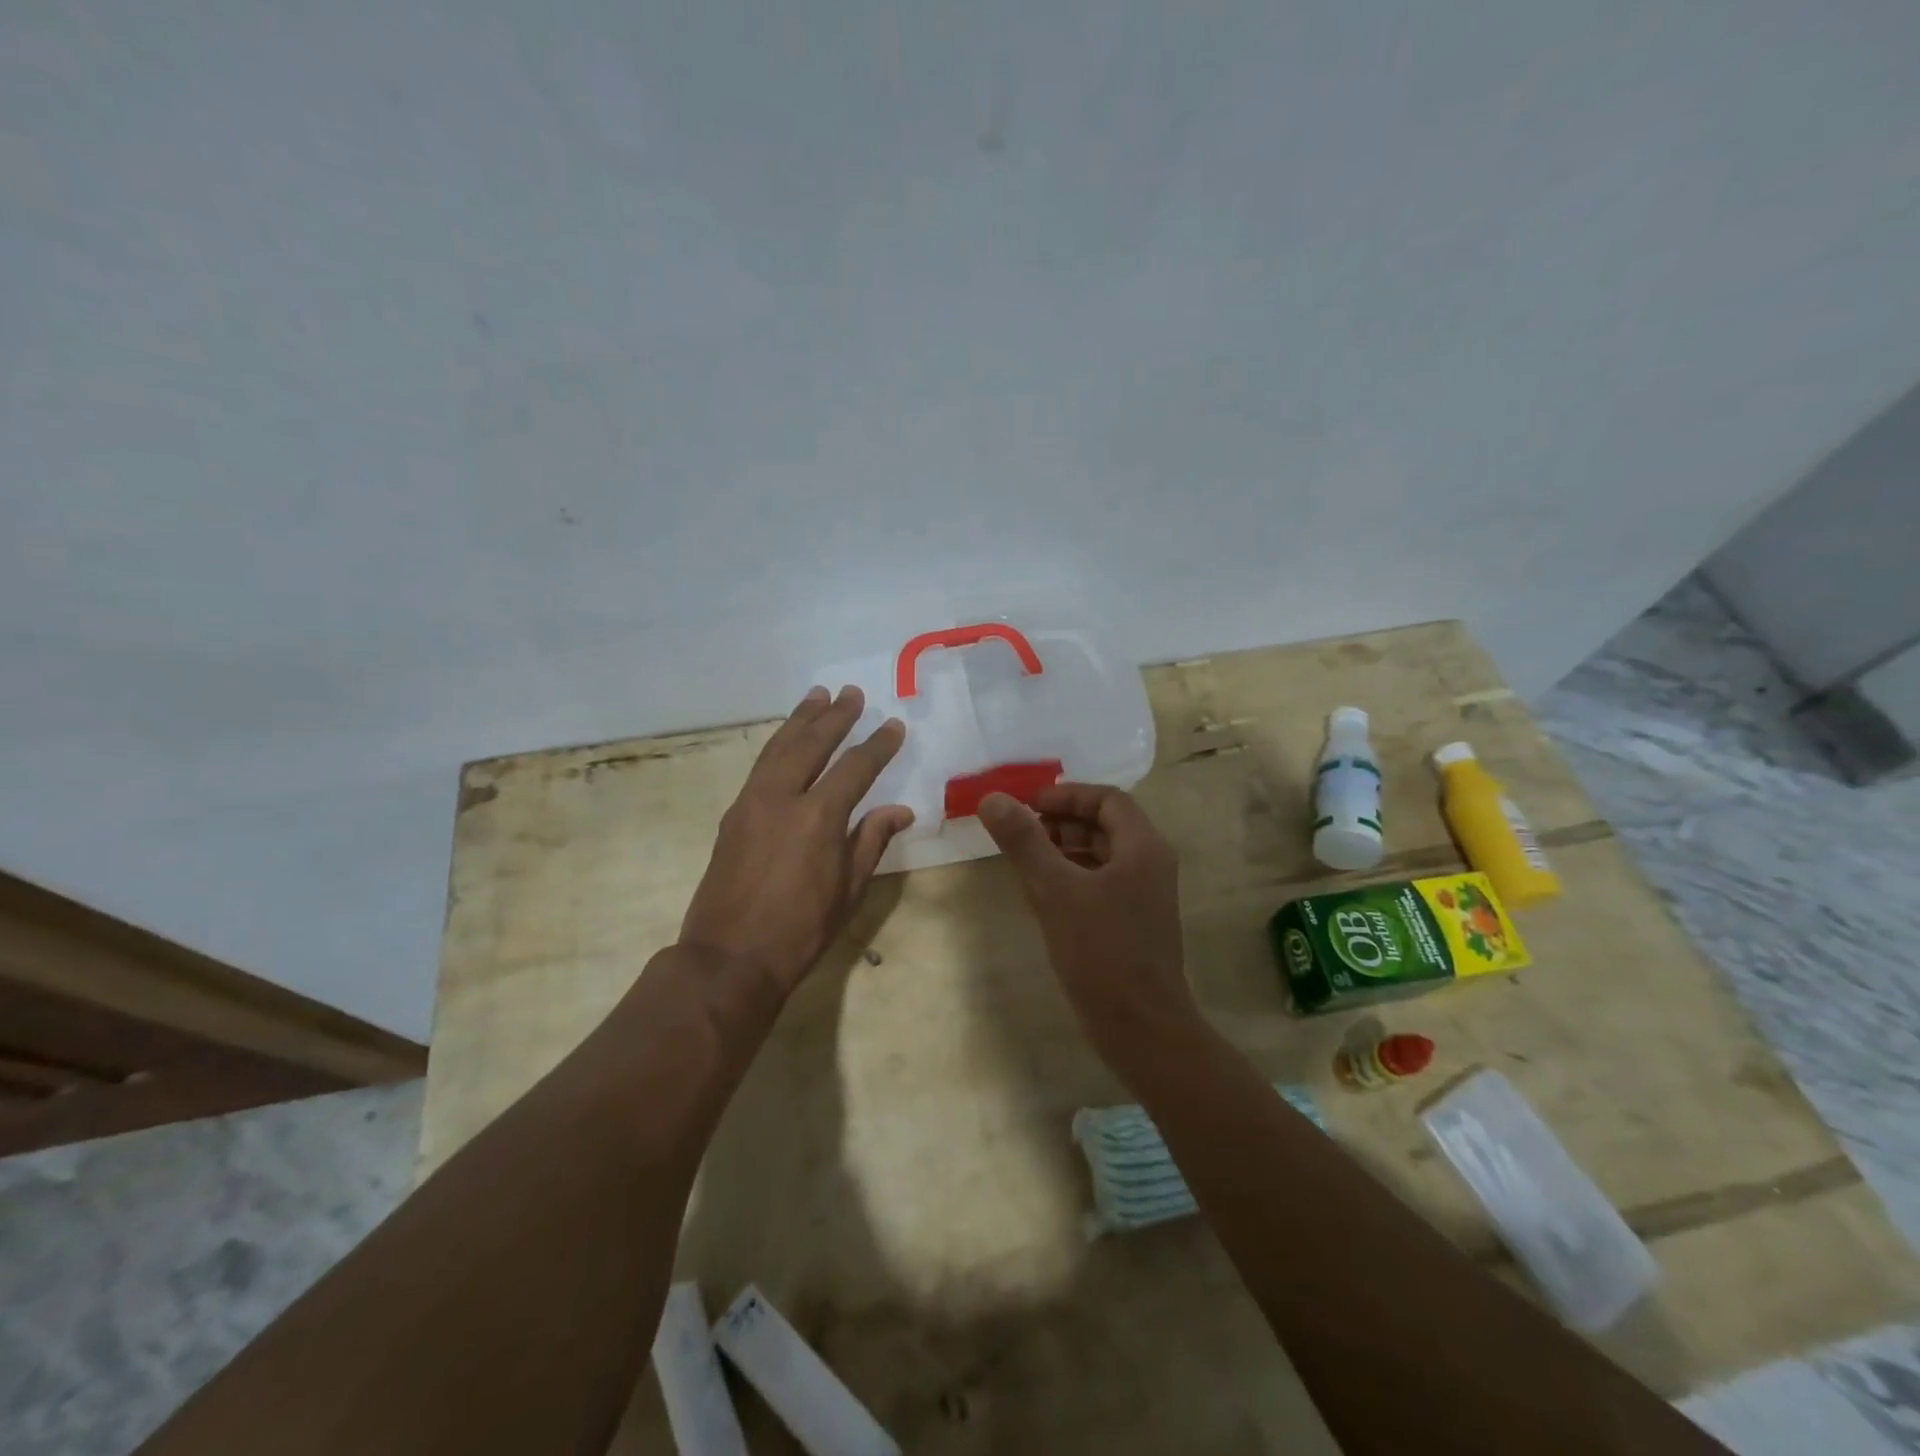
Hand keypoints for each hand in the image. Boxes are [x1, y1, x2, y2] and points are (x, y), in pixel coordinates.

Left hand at [680, 686, 912, 994]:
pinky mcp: (733, 815)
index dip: (878, 745)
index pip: (855, 767)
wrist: (729, 958)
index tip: (893, 725)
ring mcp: (751, 803)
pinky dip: (778, 745)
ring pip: (779, 748)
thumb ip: (872, 841)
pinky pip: (760, 766)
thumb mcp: (849, 890)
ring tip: (816, 696)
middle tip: (851, 692)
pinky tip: (787, 740)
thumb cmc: (800, 931)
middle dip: (834, 716)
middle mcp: (782, 798)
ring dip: (800, 720)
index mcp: (818, 817)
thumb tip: (899, 810)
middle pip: (811, 744)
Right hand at [978, 783, 1196, 1058]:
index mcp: (1143, 847)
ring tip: (1024, 859)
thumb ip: (1024, 842)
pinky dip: (1072, 877)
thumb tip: (992, 799)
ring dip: (1064, 849)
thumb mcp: (1055, 891)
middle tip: (1020, 831)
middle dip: (1061, 822)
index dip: (1066, 795)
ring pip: (1101, 855)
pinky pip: (1101, 882)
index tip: (1028, 804)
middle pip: (1105, 825)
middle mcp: (1150, 864)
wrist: (1142, 1030)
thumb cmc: (1102, 953)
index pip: (1107, 799)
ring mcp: (1144, 895)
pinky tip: (1042, 894)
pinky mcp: (1134, 922)